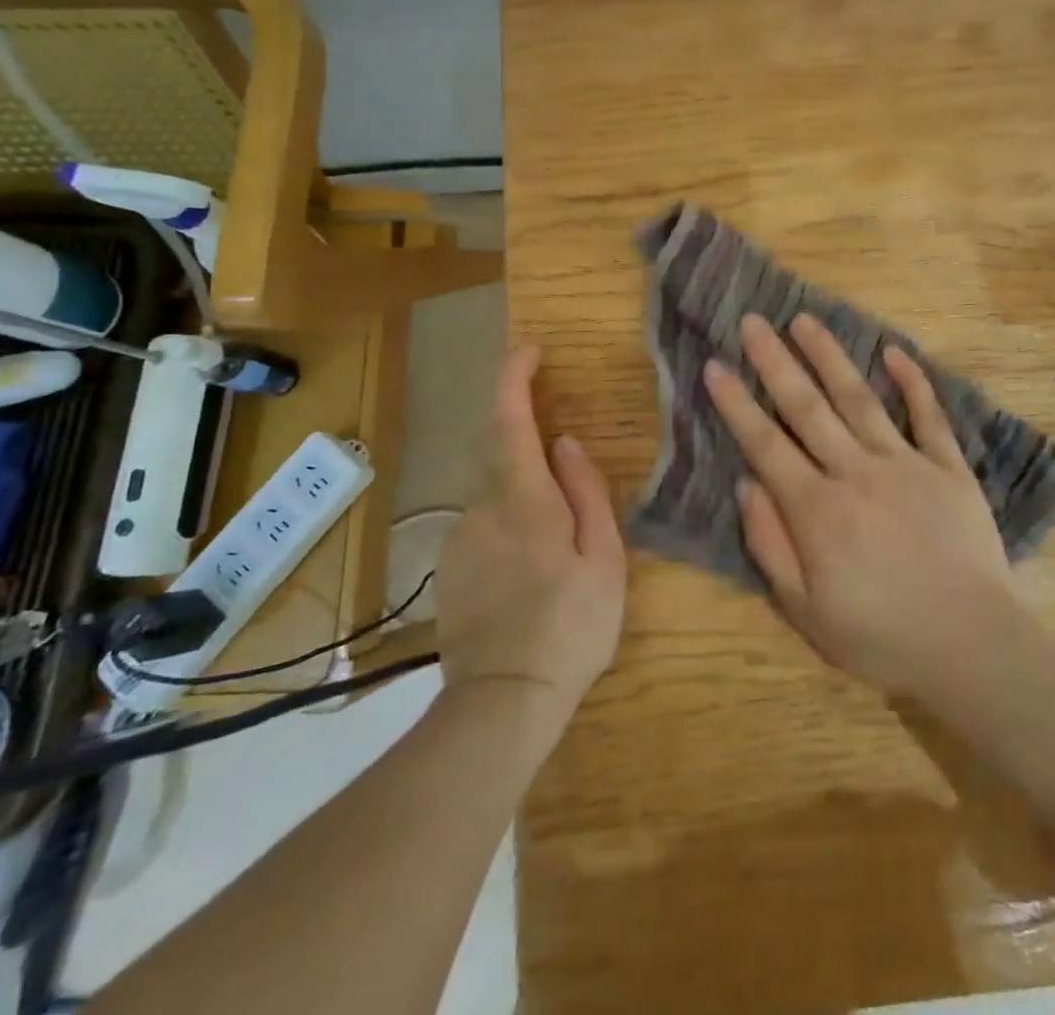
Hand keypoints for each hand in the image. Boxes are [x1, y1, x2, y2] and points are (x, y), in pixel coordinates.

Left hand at [436, 345, 625, 723]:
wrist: (501, 703)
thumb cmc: (570, 628)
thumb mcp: (603, 560)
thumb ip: (586, 494)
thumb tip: (567, 443)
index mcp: (524, 501)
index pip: (508, 420)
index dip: (513, 377)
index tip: (528, 350)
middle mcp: (482, 508)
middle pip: (493, 445)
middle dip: (517, 419)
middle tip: (555, 423)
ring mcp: (460, 537)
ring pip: (489, 484)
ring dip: (517, 474)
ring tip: (555, 513)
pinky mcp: (451, 565)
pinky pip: (482, 517)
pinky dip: (507, 510)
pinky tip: (531, 553)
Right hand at [702, 313, 1016, 696]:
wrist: (972, 647)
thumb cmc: (881, 637)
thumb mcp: (805, 611)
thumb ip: (771, 545)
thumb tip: (748, 484)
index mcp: (817, 509)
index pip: (765, 444)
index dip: (736, 403)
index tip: (715, 365)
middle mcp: (856, 472)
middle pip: (807, 407)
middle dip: (776, 361)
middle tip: (753, 322)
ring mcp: (906, 464)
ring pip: (860, 399)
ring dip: (830, 357)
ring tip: (806, 320)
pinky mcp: (948, 468)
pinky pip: (929, 416)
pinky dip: (913, 382)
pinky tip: (895, 352)